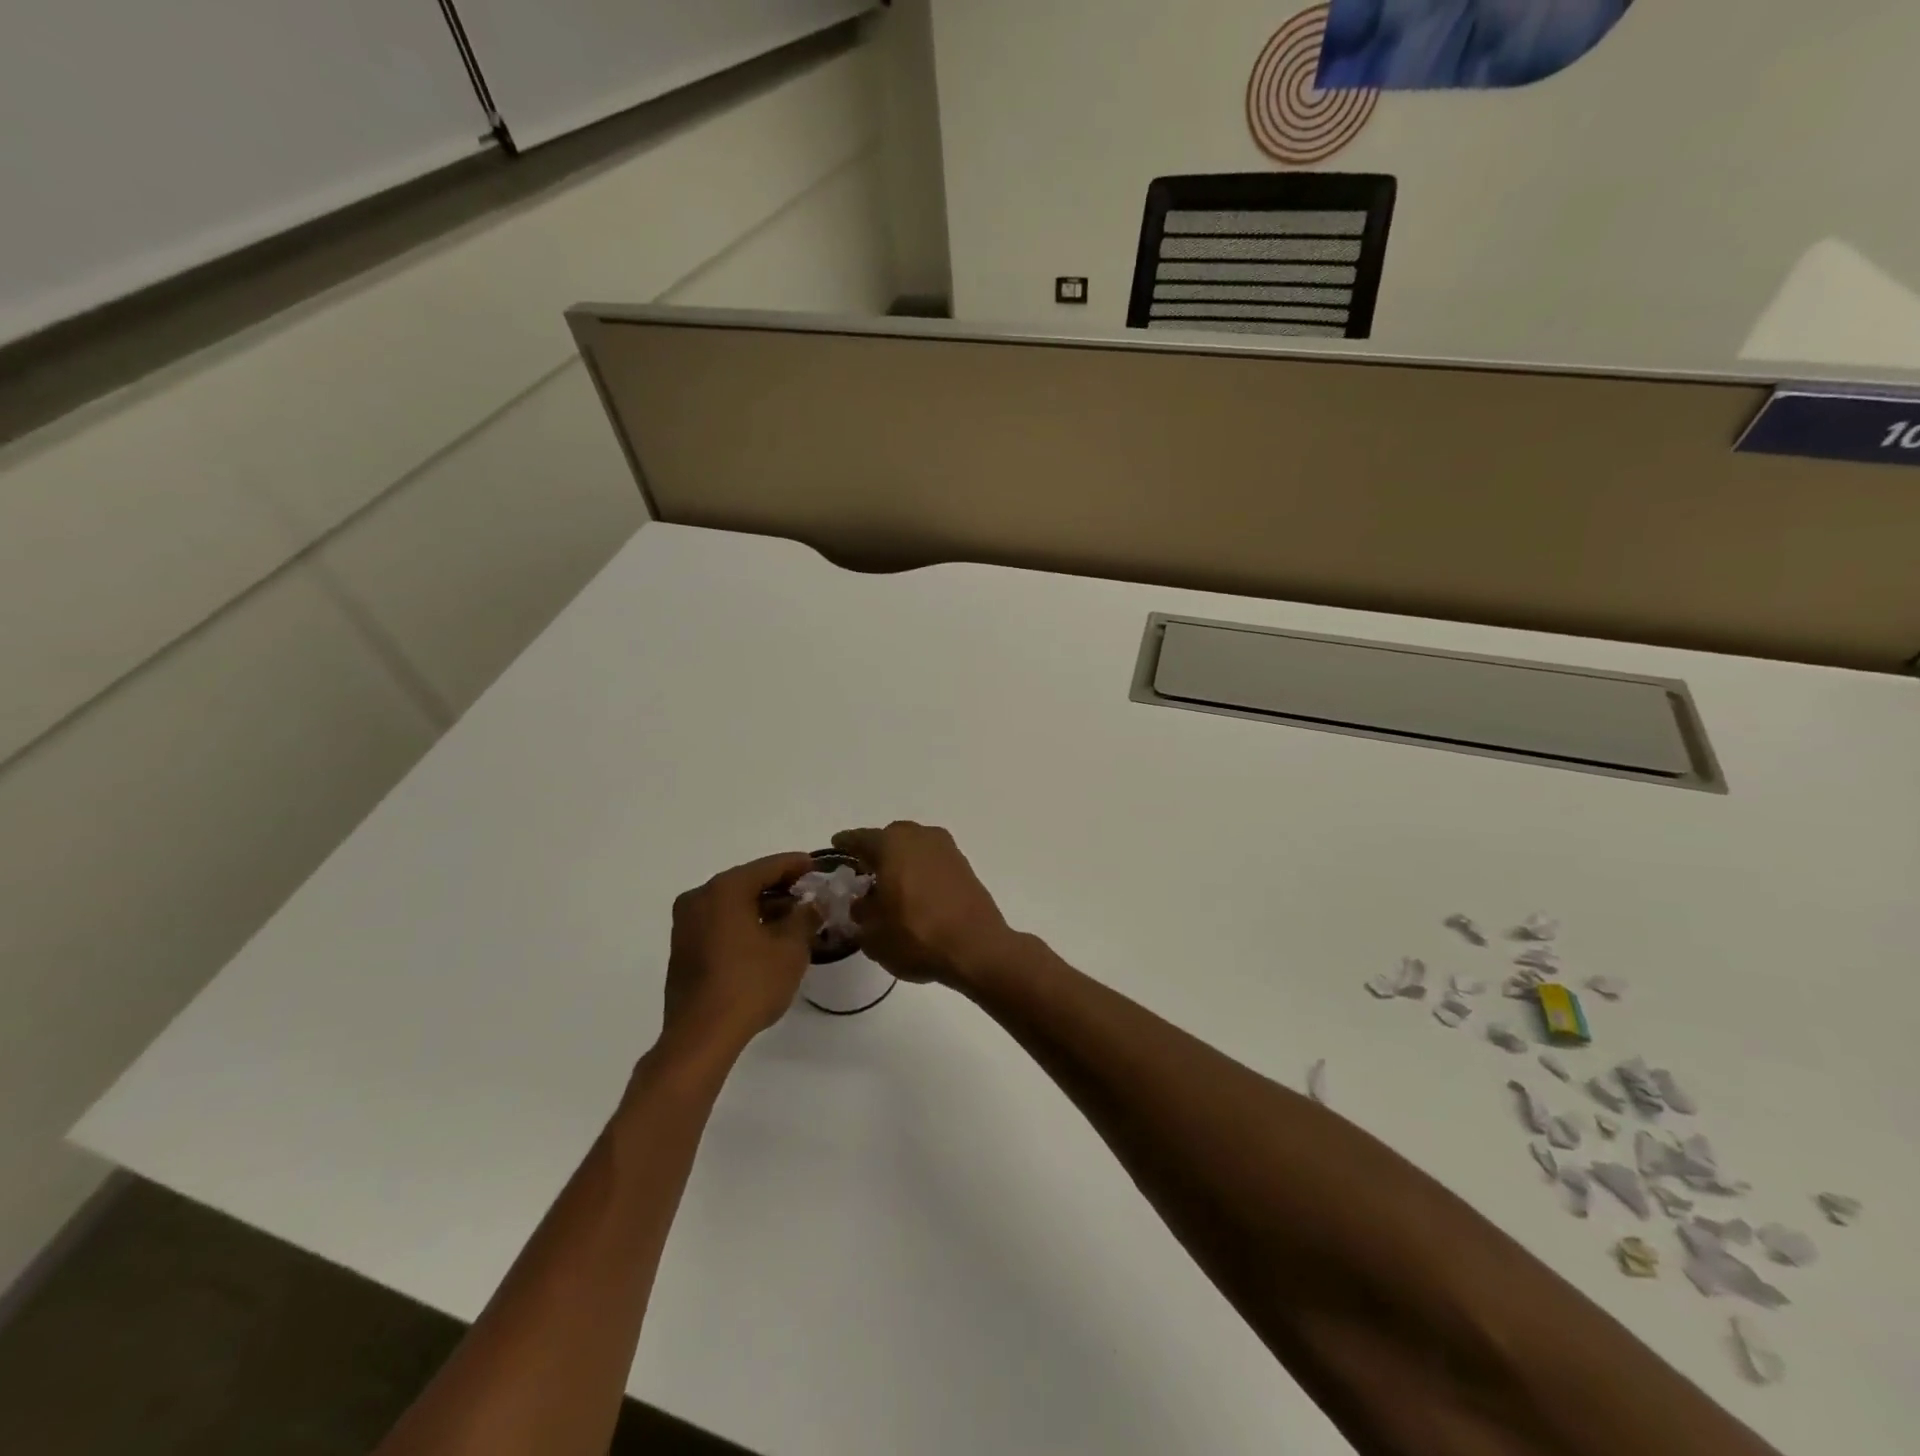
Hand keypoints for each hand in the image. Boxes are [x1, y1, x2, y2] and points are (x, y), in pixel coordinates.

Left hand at [662, 852, 818, 1058]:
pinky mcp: (682, 948)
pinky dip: (743, 922)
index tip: (817, 866)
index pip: (768, 866)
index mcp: (725, 889)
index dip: (796, 865)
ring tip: (792, 919)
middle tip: (807, 893)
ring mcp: (686, 923)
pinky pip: (719, 922)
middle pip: (747, 882)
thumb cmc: (750, 984)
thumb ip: (804, 918)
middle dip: (779, 887)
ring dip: (761, 906)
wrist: (700, 1036)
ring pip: (731, 903)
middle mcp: (700, 898)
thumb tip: (812, 904)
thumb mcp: (791, 949)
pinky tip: (765, 938)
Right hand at [831, 822, 1015, 987]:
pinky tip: (916, 891)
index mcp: (892, 845)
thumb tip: (862, 902)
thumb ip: (861, 912)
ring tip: (891, 884)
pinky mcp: (964, 865)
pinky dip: (921, 869)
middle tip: (864, 871)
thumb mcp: (873, 933)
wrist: (977, 948)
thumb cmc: (917, 936)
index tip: (836, 845)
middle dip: (877, 851)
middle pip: (891, 837)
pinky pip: (933, 860)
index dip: (845, 844)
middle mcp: (920, 837)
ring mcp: (946, 849)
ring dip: (901, 860)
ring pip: (915, 846)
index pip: (859, 839)